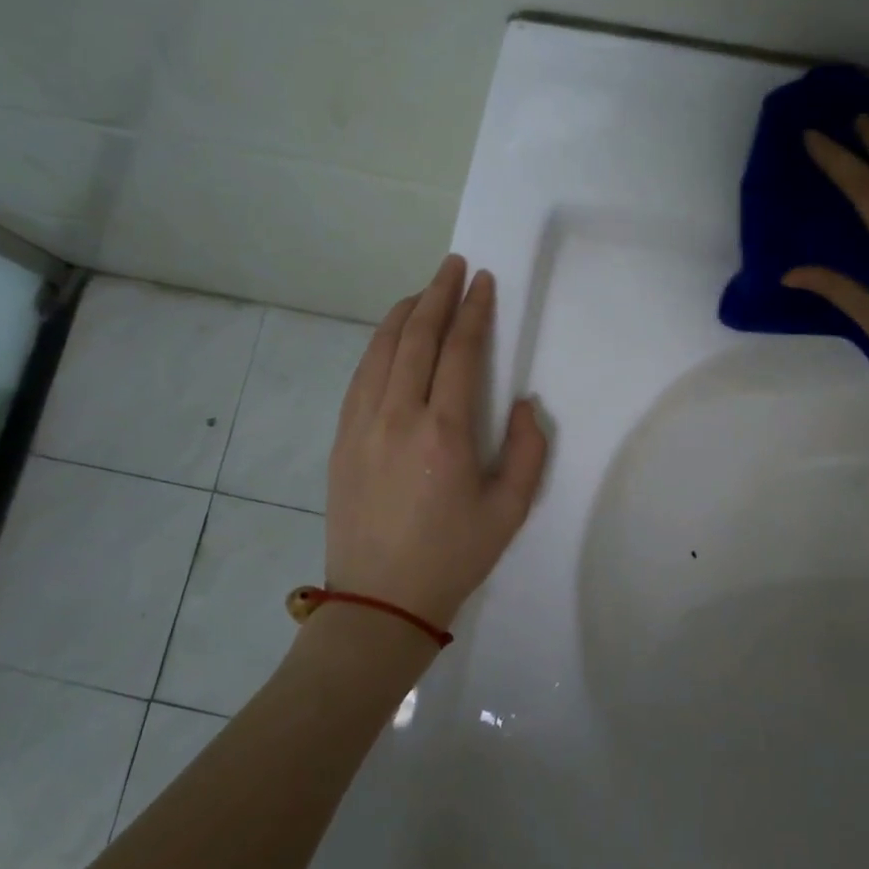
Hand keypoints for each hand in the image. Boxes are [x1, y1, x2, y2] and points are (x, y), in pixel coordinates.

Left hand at [325, 255, 549, 631]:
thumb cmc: (452, 557)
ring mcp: (361, 424)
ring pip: (381, 349)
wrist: (380, 601)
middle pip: (416, 337)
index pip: (460, 351)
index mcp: (444, 432)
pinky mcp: (341, 438)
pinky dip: (378, 345)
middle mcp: (398, 416)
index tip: (482, 281)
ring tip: (422, 292)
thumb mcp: (510, 511)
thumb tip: (524, 403)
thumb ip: (527, 451)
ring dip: (404, 314)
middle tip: (452, 267)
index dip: (473, 311)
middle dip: (437, 294)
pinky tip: (390, 339)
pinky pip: (360, 375)